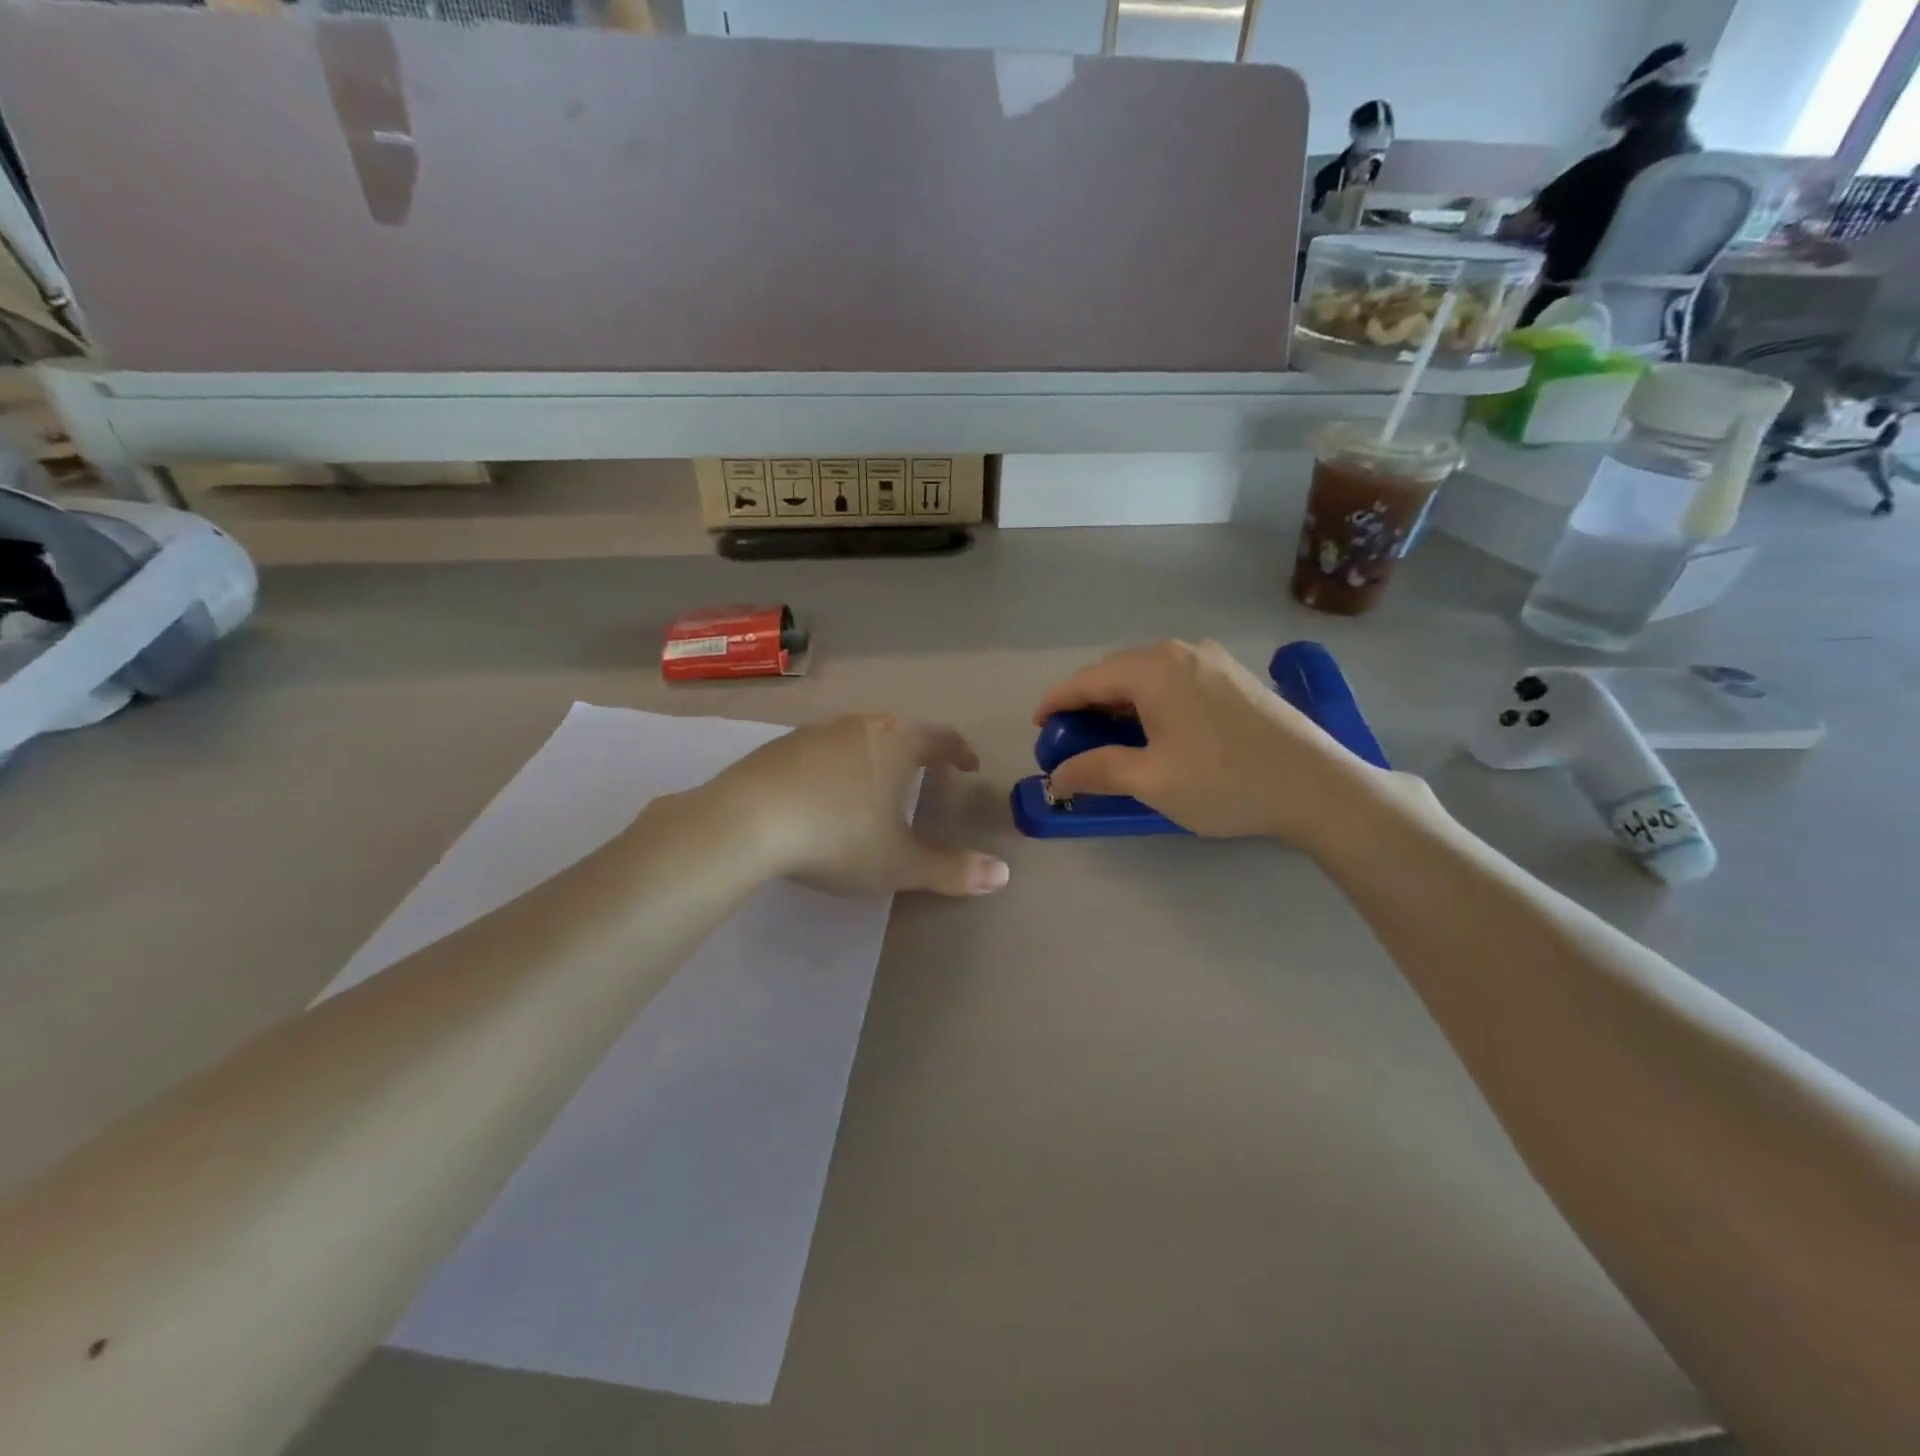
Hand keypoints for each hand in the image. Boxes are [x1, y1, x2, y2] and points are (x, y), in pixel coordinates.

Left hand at [701, 713, 1009, 897]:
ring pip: (858, 737)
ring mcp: (816, 732)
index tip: (967, 764)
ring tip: (876, 783)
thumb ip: (952, 870)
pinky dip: (836, 765)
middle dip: (917, 750)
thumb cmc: (837, 837)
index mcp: (897, 743)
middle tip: (926, 772)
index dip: (958, 751)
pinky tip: (824, 793)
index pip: (940, 737)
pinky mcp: (779, 746)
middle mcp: (860, 726)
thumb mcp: (899, 863)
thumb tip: (1004, 875)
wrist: (746, 822)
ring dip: (875, 755)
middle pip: (899, 730)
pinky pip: (822, 750)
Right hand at [1034, 640, 1392, 846]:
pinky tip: (1152, 729)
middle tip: (1071, 739)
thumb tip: (1058, 775)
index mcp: (1154, 668)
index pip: (1087, 679)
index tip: (1038, 728)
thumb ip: (1096, 770)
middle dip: (1087, 703)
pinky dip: (1149, 700)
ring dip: (1119, 702)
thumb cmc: (1226, 782)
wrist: (1317, 786)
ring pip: (1145, 674)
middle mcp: (1180, 650)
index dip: (1056, 703)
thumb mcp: (1151, 781)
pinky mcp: (1233, 676)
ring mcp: (1211, 659)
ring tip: (1107, 737)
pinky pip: (1173, 679)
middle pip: (1115, 671)